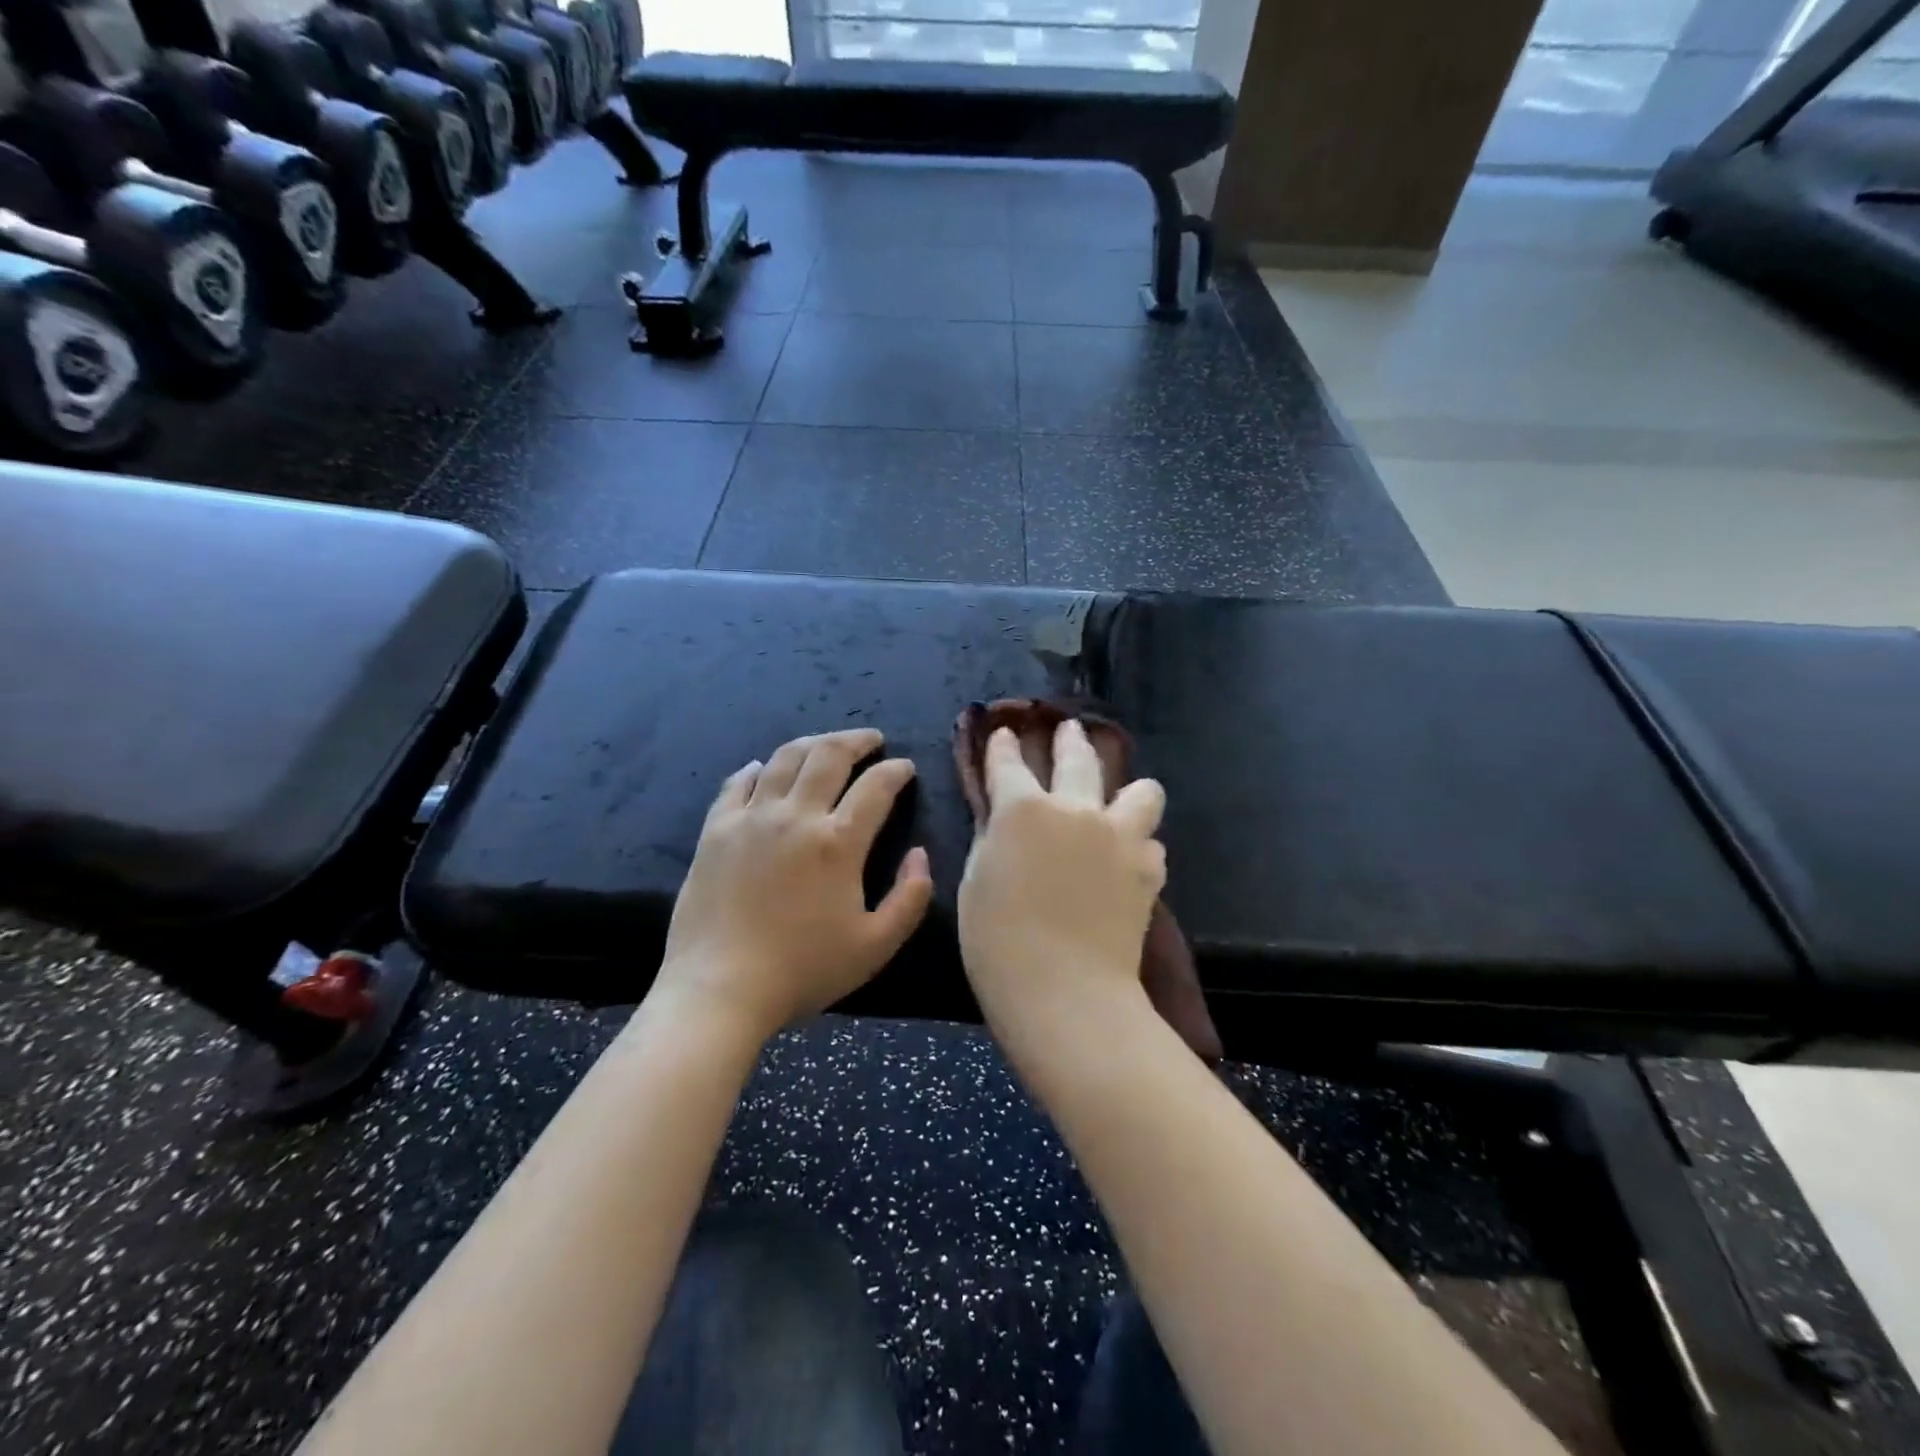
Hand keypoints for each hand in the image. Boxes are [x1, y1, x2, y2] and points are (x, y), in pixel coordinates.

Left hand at [655, 729, 933, 1041]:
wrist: (719, 989)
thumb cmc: (803, 970)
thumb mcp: (876, 946)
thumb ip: (910, 898)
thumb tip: (920, 854)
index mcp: (838, 842)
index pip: (876, 786)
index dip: (896, 771)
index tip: (905, 768)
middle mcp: (796, 816)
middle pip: (829, 755)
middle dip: (857, 740)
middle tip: (871, 739)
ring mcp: (751, 818)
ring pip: (785, 759)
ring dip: (812, 743)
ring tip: (826, 744)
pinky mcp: (715, 830)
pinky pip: (737, 784)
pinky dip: (757, 769)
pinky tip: (764, 769)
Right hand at [958, 719, 1166, 1032]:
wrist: (1065, 990)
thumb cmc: (998, 943)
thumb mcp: (976, 883)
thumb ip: (992, 839)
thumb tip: (1002, 818)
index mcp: (1022, 809)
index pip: (1008, 762)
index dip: (1003, 745)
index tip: (1006, 733)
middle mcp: (1074, 808)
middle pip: (1078, 756)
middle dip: (1070, 739)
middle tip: (1070, 730)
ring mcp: (1118, 835)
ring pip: (1141, 790)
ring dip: (1128, 791)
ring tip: (1118, 802)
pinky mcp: (1147, 868)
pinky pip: (1151, 841)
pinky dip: (1138, 845)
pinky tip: (1127, 858)